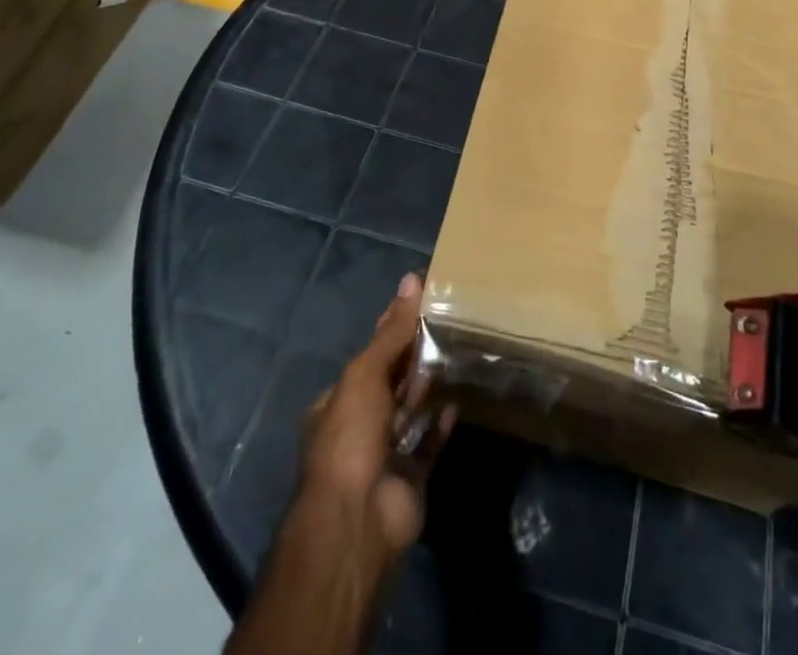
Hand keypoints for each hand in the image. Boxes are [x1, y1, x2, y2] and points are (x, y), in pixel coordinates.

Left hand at [299, 271, 455, 561]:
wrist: (358, 519)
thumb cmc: (351, 436)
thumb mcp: (366, 374)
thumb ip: (392, 331)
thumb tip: (411, 279)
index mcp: (339, 401)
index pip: (370, 355)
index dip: (392, 328)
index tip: (421, 303)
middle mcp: (359, 425)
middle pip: (391, 382)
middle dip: (414, 357)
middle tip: (448, 323)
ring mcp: (385, 454)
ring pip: (411, 411)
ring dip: (429, 387)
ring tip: (458, 352)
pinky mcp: (411, 477)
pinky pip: (429, 444)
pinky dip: (441, 424)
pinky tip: (458, 401)